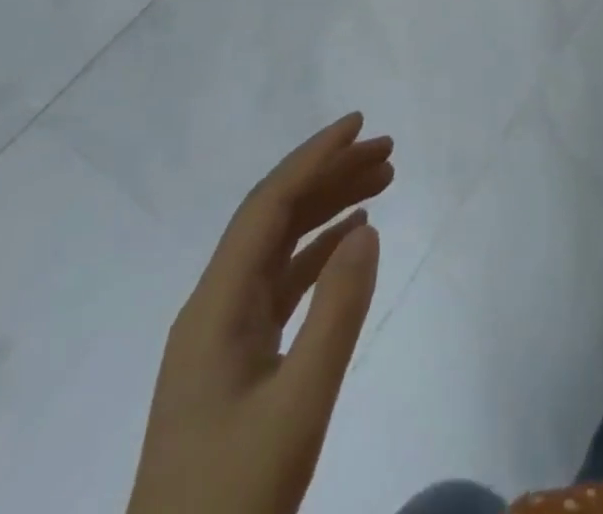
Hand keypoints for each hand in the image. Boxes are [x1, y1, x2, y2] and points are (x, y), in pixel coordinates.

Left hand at [129, 113, 394, 513]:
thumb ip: (336, 312)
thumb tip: (367, 228)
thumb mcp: (298, 405)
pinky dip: (319, 251)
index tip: (360, 125)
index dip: (314, 158)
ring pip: (280, 246)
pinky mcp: (237, 359)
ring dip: (328, 208)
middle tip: (388, 151)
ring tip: (383, 181)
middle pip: (274, 216)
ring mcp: (223, 334)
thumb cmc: (234, 496)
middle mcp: (214, 306)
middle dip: (329, 174)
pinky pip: (282, 283)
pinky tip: (351, 240)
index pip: (268, 206)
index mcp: (216, 306)